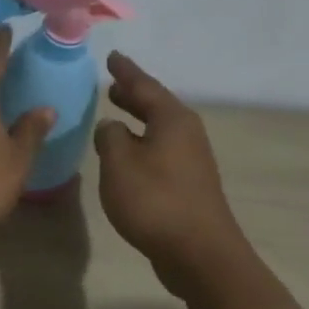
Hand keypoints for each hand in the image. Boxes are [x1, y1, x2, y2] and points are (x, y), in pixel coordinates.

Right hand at [95, 52, 246, 296]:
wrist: (198, 251)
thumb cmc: (155, 201)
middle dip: (133, 95)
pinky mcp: (189, 184)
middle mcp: (186, 133)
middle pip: (156, 105)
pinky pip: (160, 150)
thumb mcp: (119, 164)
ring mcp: (191, 159)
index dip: (125, 72)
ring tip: (116, 114)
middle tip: (112, 85)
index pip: (144, 85)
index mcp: (171, 119)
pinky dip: (142, 143)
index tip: (112, 57)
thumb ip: (110, 138)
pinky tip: (129, 155)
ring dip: (138, 120)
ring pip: (159, 129)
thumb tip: (111, 127)